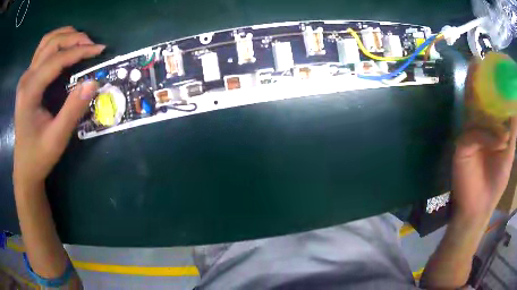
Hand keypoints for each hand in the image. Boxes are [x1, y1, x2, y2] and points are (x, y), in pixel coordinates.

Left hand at [13, 27, 104, 187]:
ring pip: (46, 42)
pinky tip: (66, 50)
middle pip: (51, 43)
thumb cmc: (38, 157)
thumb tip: (93, 82)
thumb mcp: (57, 139)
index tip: (100, 50)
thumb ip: (73, 110)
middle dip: (74, 39)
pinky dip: (57, 44)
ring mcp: (25, 77)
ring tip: (81, 43)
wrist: (24, 169)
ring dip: (65, 36)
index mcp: (29, 92)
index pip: (56, 59)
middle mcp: (26, 78)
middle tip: (92, 46)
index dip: (79, 51)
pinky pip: (42, 51)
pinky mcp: (27, 80)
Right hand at [452, 65, 516, 218]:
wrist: (478, 207)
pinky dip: (490, 136)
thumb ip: (512, 130)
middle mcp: (480, 125)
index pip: (491, 100)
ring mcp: (470, 133)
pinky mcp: (463, 144)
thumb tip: (515, 104)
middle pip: (479, 99)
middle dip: (480, 80)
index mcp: (491, 126)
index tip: (495, 66)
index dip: (492, 83)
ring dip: (478, 93)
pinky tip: (501, 142)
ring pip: (475, 110)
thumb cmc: (496, 182)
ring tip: (482, 74)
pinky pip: (476, 133)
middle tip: (482, 62)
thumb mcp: (509, 154)